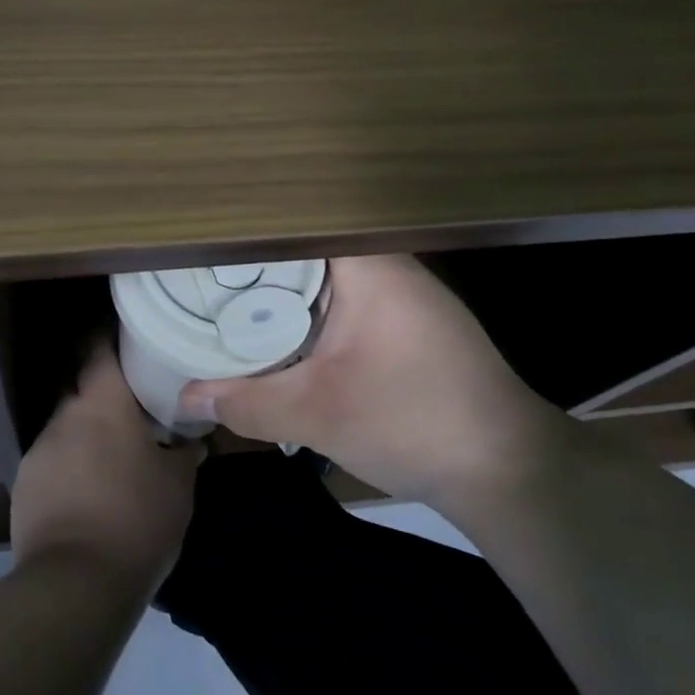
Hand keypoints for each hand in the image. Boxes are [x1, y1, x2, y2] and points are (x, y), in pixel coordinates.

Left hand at [12, 343, 202, 594]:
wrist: (75, 584)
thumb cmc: (137, 520)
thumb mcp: (179, 486)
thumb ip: (185, 452)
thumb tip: (193, 439)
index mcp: (102, 404)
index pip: (99, 349)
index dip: (112, 338)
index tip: (130, 338)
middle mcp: (64, 416)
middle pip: (83, 388)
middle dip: (105, 394)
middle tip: (133, 406)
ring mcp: (39, 450)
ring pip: (67, 426)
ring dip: (87, 433)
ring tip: (112, 456)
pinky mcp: (23, 485)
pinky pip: (52, 460)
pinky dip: (70, 465)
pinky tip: (88, 491)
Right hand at [178, 255, 570, 506]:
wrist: (507, 469)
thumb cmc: (413, 422)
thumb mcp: (318, 415)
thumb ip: (246, 402)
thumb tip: (186, 397)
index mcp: (369, 266)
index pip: (296, 225)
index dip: (246, 233)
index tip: (203, 246)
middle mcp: (388, 266)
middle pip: (307, 250)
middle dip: (256, 266)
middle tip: (203, 278)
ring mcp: (404, 294)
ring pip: (326, 278)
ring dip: (285, 292)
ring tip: (230, 300)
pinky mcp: (409, 323)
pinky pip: (346, 302)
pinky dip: (311, 313)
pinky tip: (284, 335)